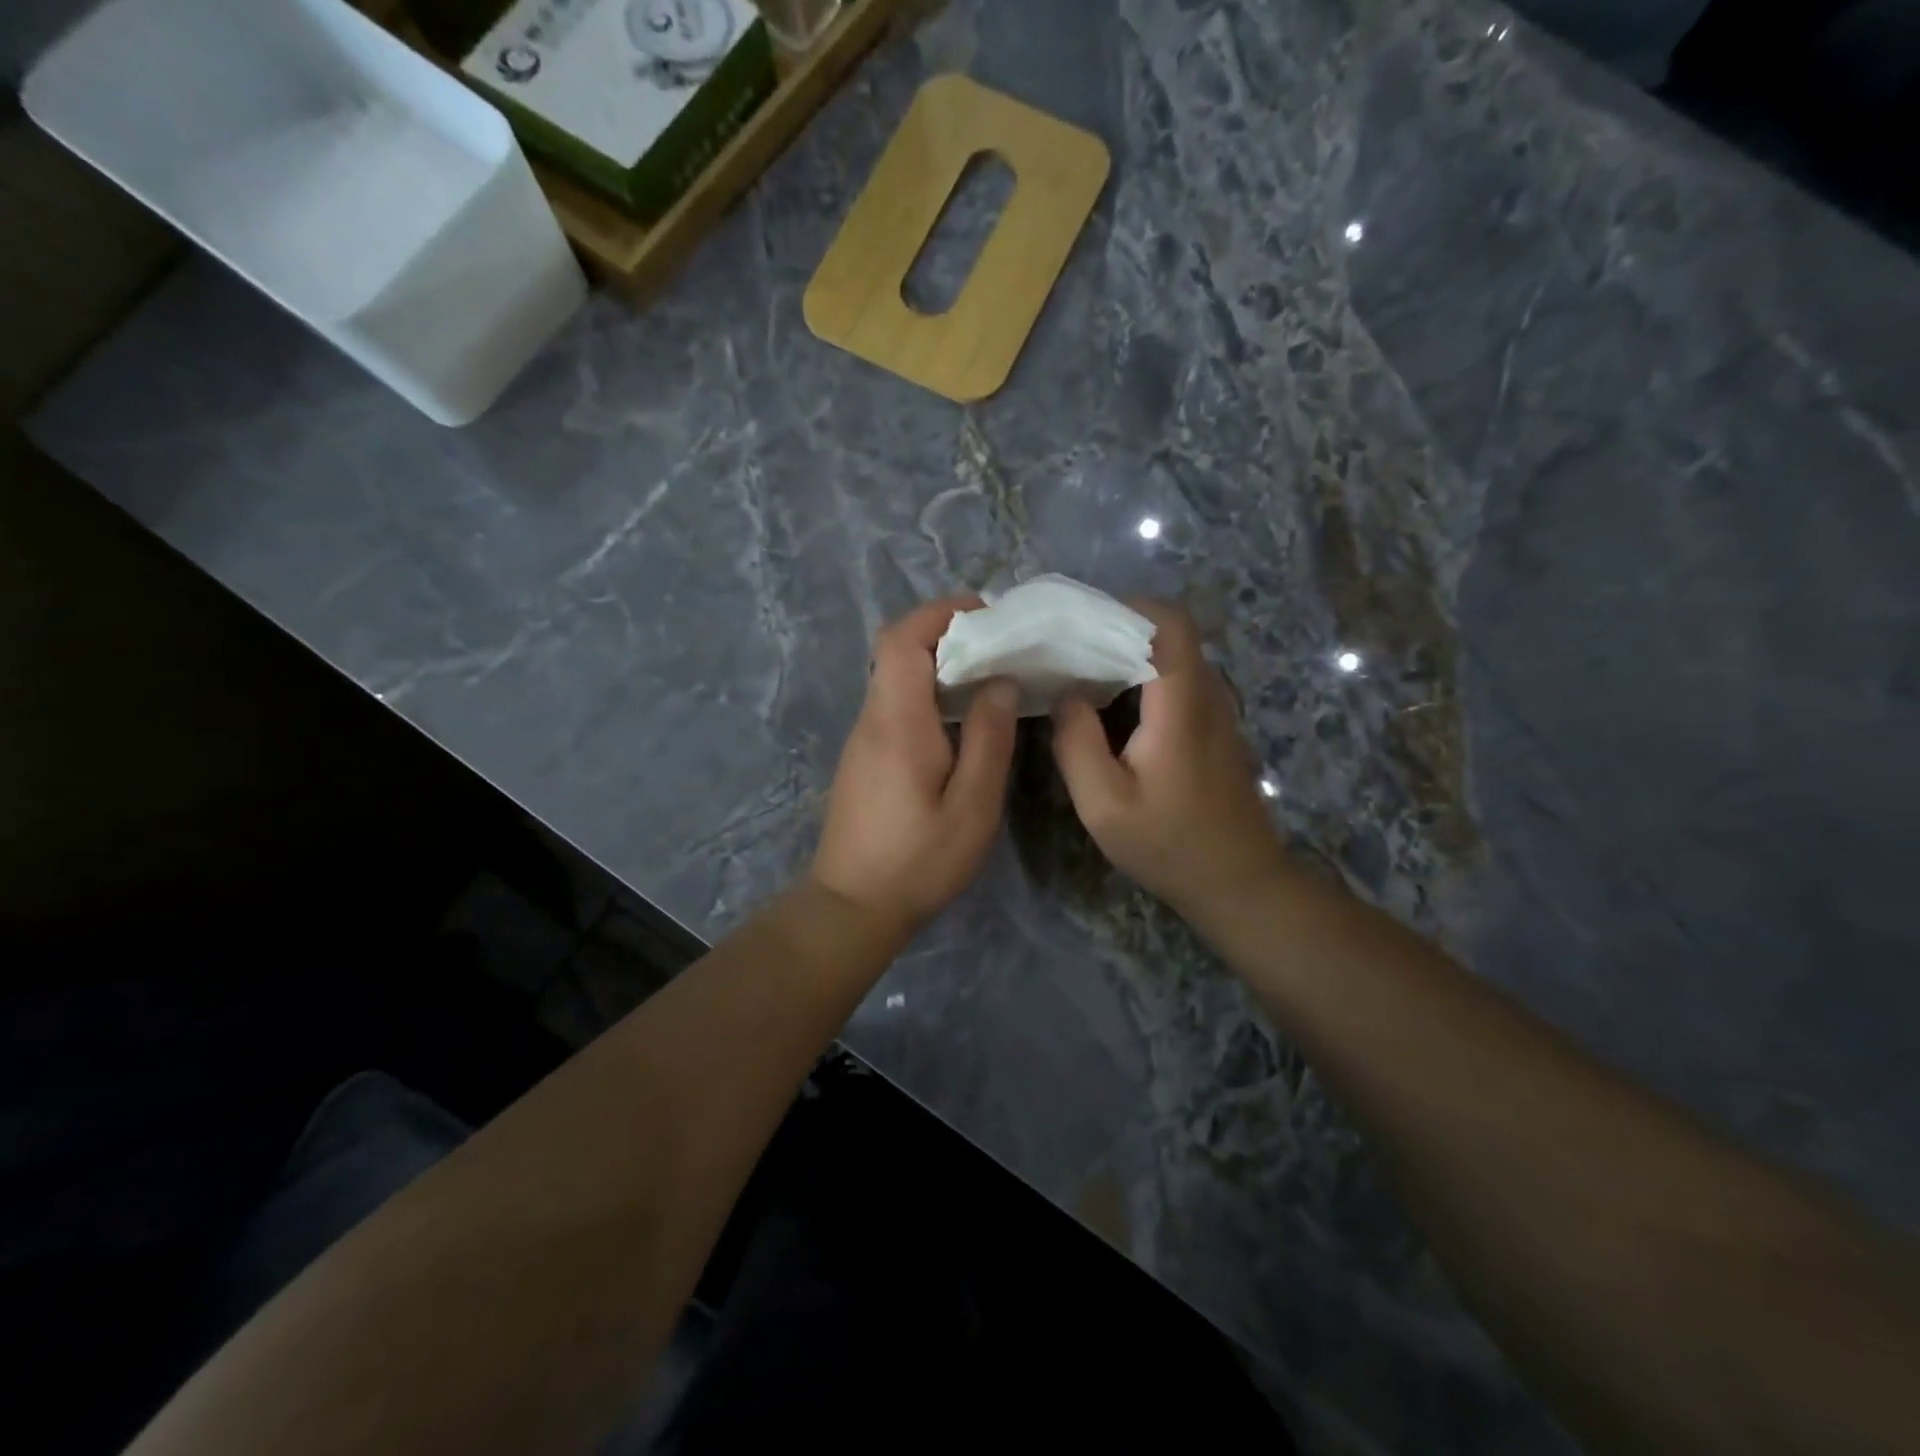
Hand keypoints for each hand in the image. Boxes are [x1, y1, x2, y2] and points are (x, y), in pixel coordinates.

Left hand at [810, 597, 1018, 940]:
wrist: (852, 906)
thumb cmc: (918, 861)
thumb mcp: (972, 807)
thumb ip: (989, 740)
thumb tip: (1000, 682)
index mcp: (897, 722)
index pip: (903, 639)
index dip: (941, 613)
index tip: (986, 614)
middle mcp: (872, 719)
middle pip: (896, 651)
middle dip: (945, 633)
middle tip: (998, 646)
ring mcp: (862, 739)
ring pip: (895, 677)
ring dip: (937, 664)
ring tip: (988, 678)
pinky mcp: (863, 758)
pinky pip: (894, 705)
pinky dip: (926, 692)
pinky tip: (960, 719)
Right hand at [1050, 600, 1287, 918]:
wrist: (1238, 882)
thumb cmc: (1169, 844)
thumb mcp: (1104, 804)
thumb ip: (1076, 743)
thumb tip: (1066, 693)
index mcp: (1181, 703)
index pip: (1168, 622)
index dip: (1126, 607)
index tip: (1078, 620)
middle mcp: (1207, 694)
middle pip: (1168, 633)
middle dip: (1116, 628)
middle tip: (1066, 646)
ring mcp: (1216, 711)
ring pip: (1173, 657)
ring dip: (1128, 653)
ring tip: (1079, 670)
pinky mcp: (1214, 729)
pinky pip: (1177, 682)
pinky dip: (1142, 678)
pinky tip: (1109, 706)